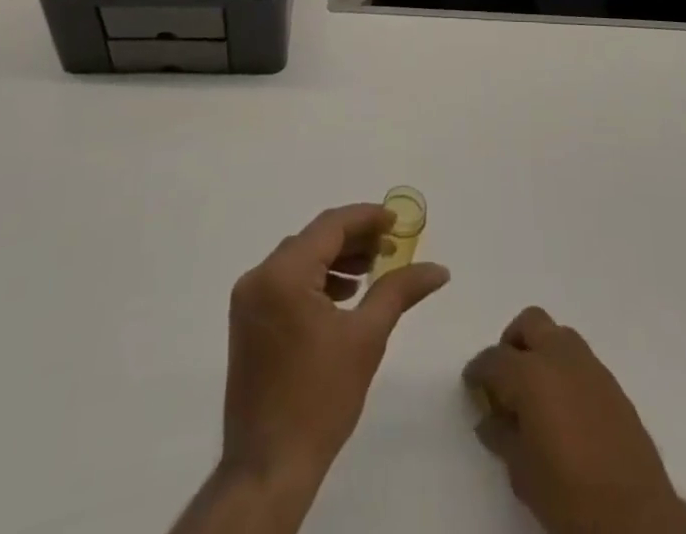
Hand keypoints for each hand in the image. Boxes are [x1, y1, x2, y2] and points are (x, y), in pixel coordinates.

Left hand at [222, 202, 450, 492]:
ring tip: (372, 272)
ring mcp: (248, 300)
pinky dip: (315, 280)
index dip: (366, 218)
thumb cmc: (320, 399)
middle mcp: (259, 277)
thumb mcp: (367, 338)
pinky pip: (285, 282)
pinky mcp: (247, 321)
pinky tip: (343, 297)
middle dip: (354, 239)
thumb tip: (439, 269)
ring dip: (336, 259)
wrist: (269, 468)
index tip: (397, 221)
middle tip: (390, 248)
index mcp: (283, 274)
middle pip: (313, 240)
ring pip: (299, 259)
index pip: (330, 226)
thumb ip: (400, 290)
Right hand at [464, 307, 685, 533]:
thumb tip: (490, 418)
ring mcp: (590, 365)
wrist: (634, 515)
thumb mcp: (522, 471)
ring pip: (558, 335)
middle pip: (529, 324)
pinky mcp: (612, 382)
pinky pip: (580, 359)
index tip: (472, 386)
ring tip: (536, 391)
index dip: (478, 371)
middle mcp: (559, 356)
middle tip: (505, 378)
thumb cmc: (568, 494)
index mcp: (530, 373)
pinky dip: (565, 368)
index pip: (493, 359)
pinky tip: (564, 405)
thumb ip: (502, 435)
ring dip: (542, 351)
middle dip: (512, 343)